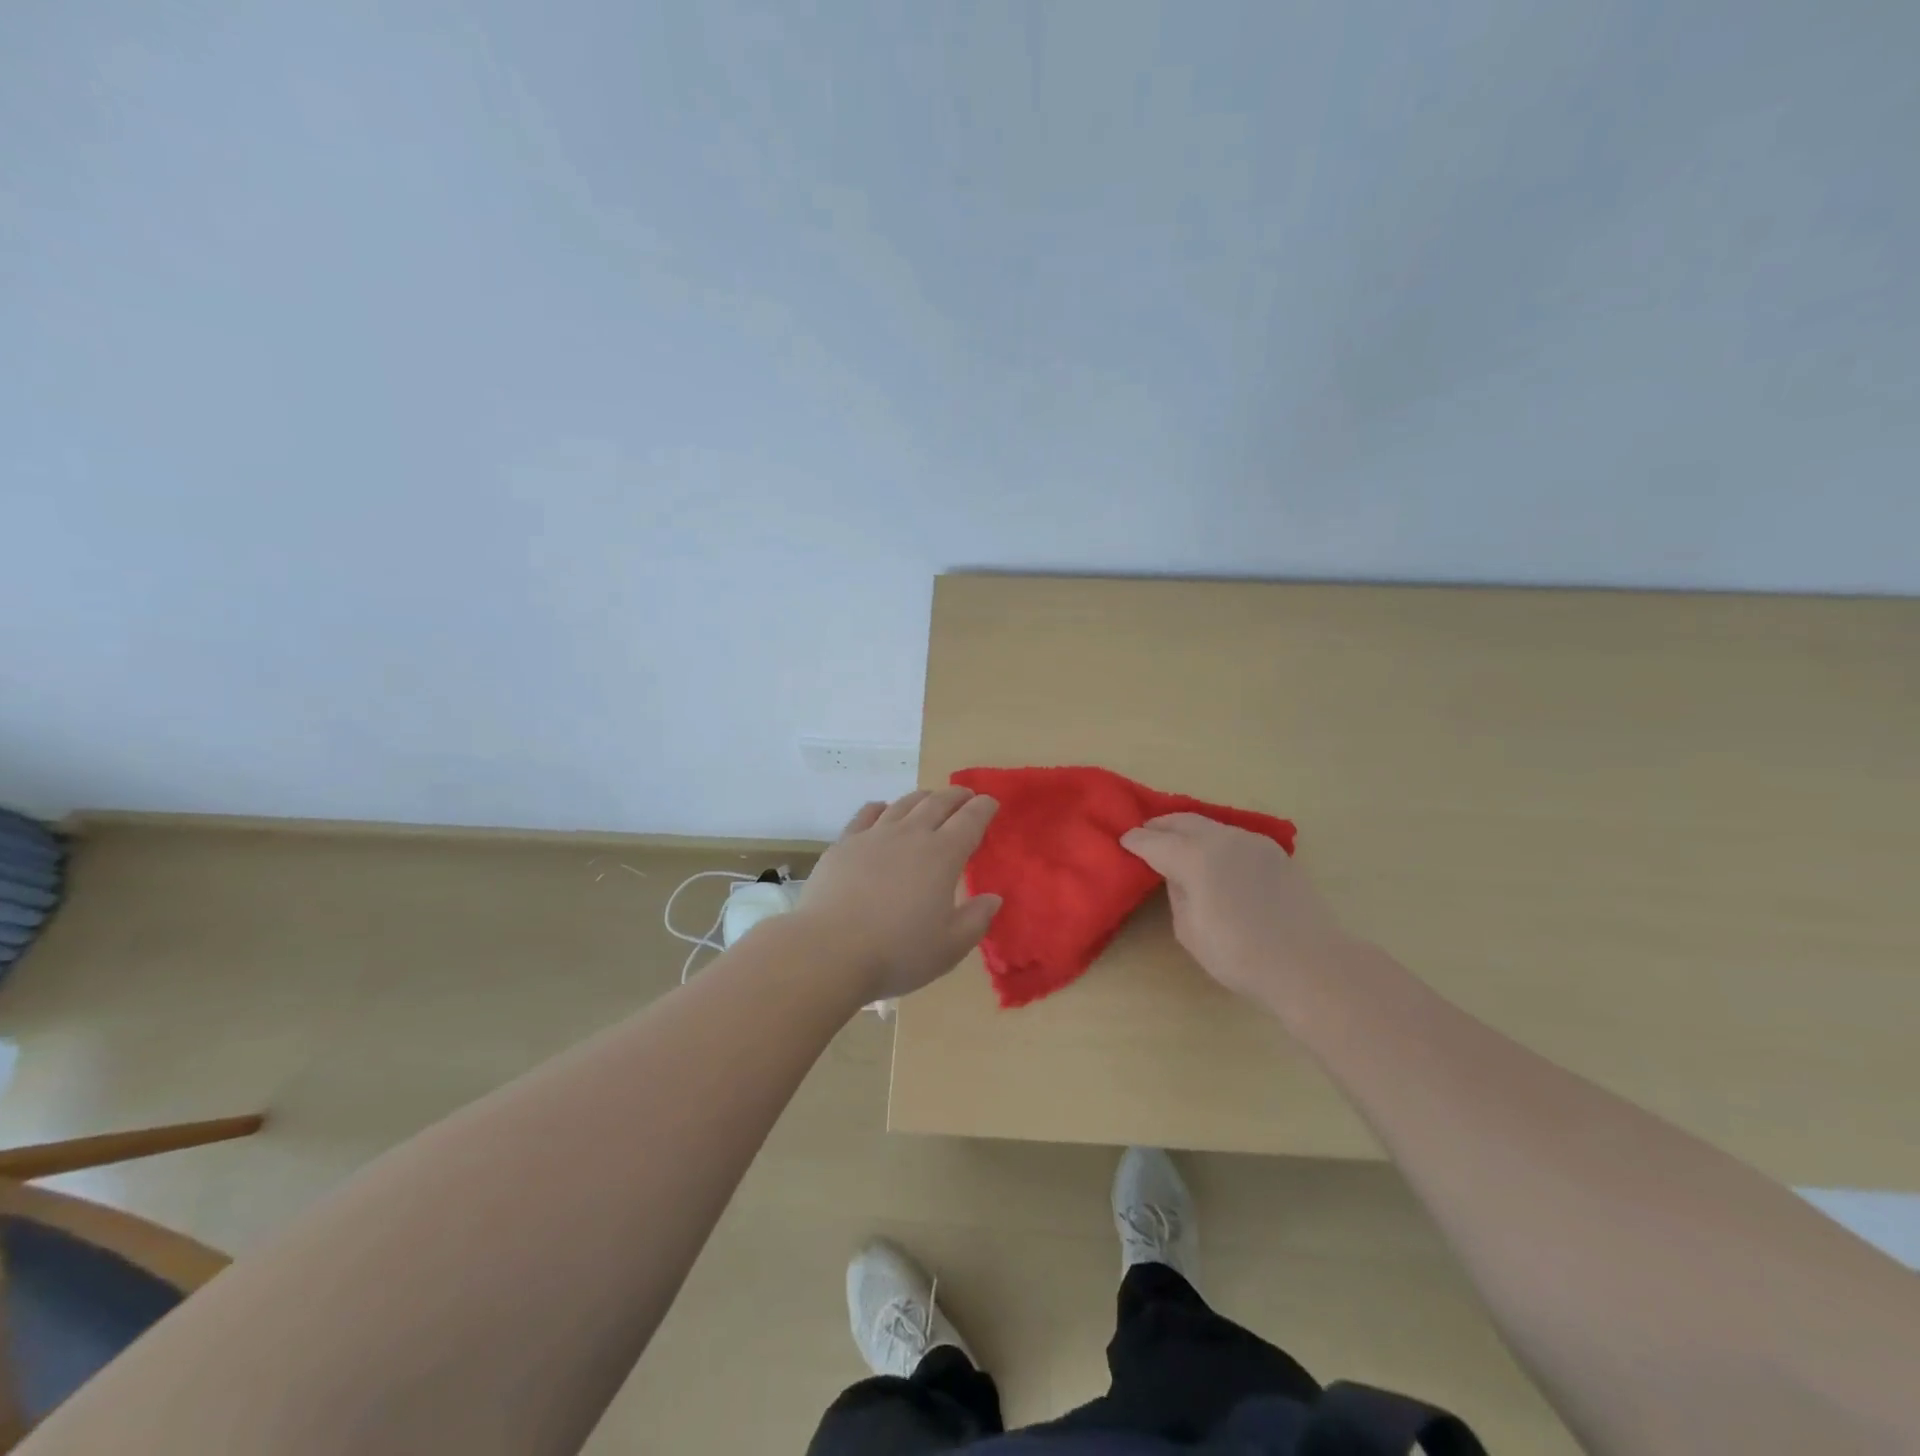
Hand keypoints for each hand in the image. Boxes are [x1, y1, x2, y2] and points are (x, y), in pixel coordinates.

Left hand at [794, 788, 1002, 1001]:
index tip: (991, 802)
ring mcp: (874, 835)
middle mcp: (911, 835)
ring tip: (930, 798)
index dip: (983, 808)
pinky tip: (882, 809)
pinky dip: (881, 807)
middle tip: (965, 795)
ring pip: (903, 804)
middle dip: (956, 796)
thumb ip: (976, 919)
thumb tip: (993, 898)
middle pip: (938, 803)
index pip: (970, 820)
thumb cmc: (898, 952)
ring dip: (922, 797)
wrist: (830, 949)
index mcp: (943, 855)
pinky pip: (866, 814)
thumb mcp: (950, 947)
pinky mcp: (844, 843)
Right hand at [1121, 813, 1354, 1004]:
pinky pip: (1233, 836)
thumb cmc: (1239, 955)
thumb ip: (1177, 893)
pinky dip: (1214, 839)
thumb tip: (1179, 875)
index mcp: (1195, 857)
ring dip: (1188, 829)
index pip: (1155, 842)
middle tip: (1145, 833)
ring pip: (1210, 825)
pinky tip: (1213, 855)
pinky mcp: (1274, 852)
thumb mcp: (1189, 930)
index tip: (1123, 841)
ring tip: (1176, 841)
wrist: (1308, 963)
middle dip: (1160, 826)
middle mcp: (1222, 839)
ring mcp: (1251, 841)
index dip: (1135, 841)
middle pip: (1182, 821)